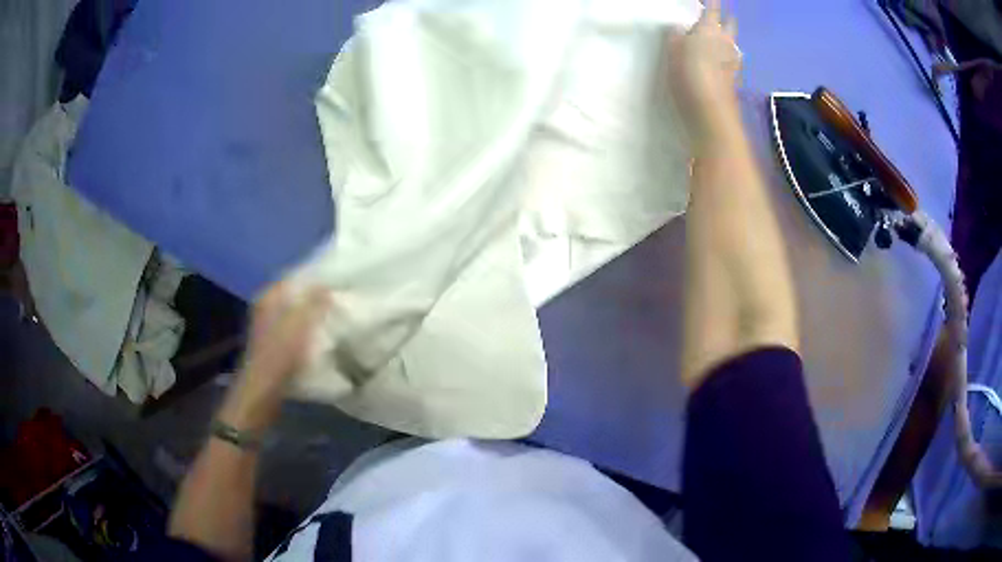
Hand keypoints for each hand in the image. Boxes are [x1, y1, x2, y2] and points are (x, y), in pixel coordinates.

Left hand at [218, 282, 332, 432]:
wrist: (262, 391)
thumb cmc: (279, 354)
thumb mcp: (299, 323)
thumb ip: (313, 302)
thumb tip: (326, 285)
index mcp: (269, 298)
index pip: (293, 279)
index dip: (313, 279)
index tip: (336, 281)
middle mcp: (265, 309)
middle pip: (294, 297)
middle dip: (314, 298)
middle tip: (338, 300)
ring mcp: (268, 329)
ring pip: (294, 315)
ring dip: (311, 317)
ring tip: (333, 318)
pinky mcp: (273, 347)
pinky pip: (294, 332)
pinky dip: (306, 333)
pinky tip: (321, 339)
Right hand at [666, 0, 740, 142]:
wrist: (712, 115)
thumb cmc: (690, 78)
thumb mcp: (673, 53)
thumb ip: (675, 37)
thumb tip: (678, 28)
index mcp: (709, 31)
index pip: (712, 10)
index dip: (712, 3)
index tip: (712, 1)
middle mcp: (725, 43)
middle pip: (730, 25)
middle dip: (726, 19)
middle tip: (719, 17)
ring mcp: (733, 61)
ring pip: (732, 42)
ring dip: (728, 37)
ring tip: (720, 37)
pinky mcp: (734, 79)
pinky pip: (732, 59)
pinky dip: (728, 55)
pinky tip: (723, 59)